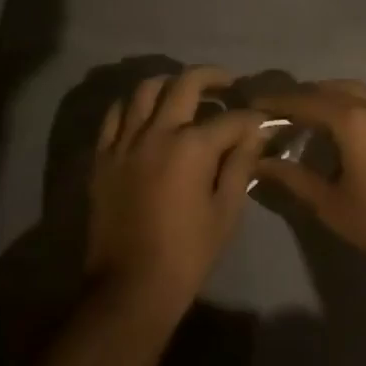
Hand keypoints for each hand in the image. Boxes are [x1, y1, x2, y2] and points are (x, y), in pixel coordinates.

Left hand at [86, 66, 266, 322]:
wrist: (129, 288)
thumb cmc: (187, 254)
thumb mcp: (225, 212)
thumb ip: (240, 165)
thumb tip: (255, 133)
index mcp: (192, 147)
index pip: (231, 118)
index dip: (252, 118)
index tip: (262, 121)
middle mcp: (157, 132)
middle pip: (186, 83)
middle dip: (213, 77)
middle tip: (227, 84)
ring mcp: (125, 141)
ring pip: (146, 89)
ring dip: (170, 83)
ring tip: (184, 93)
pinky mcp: (103, 156)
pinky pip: (116, 115)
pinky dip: (134, 105)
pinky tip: (146, 114)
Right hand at [250, 79, 365, 272]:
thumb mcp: (328, 204)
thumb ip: (292, 178)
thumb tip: (259, 163)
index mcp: (352, 120)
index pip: (305, 101)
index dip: (277, 102)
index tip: (254, 105)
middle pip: (329, 88)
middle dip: (301, 96)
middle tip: (277, 110)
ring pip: (353, 89)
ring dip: (326, 96)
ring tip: (305, 113)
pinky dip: (349, 102)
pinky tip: (339, 122)